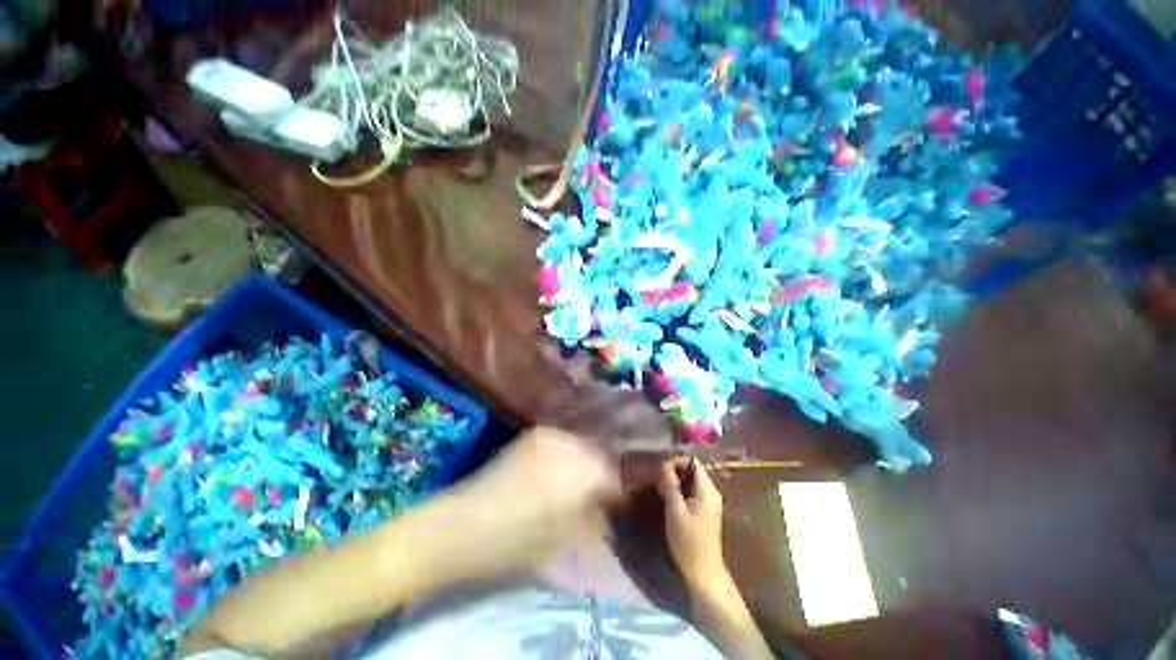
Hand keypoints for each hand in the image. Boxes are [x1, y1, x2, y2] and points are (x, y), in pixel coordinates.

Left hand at [449, 427, 620, 576]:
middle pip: (604, 452)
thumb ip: (599, 517)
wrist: (467, 522)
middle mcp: (574, 442)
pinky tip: (566, 463)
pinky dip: (572, 450)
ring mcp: (554, 433)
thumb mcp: (569, 537)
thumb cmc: (520, 539)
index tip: (621, 503)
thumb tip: (613, 506)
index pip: (619, 475)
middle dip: (608, 470)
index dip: (623, 491)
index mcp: (586, 470)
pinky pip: (566, 437)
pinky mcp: (537, 432)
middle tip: (605, 490)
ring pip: (586, 441)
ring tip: (585, 475)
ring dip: (590, 457)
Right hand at [658, 457, 728, 591]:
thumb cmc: (689, 543)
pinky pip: (692, 492)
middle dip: (674, 472)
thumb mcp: (675, 511)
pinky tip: (669, 501)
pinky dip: (680, 492)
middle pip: (692, 471)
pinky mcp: (705, 512)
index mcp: (708, 490)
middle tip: (658, 482)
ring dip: (676, 482)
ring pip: (691, 482)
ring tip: (661, 491)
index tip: (660, 471)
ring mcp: (710, 503)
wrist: (704, 574)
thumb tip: (663, 464)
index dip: (676, 461)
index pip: (693, 462)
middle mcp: (711, 493)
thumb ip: (670, 486)